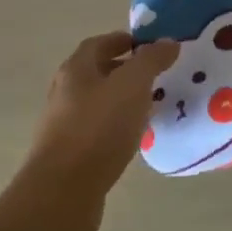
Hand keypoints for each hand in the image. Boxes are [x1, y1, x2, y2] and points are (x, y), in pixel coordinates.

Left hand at [24, 32, 178, 206]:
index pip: (99, 43)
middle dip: (126, 70)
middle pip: (97, 72)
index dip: (125, 40)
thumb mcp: (132, 85)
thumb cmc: (99, 128)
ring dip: (123, 99)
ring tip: (152, 106)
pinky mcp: (70, 152)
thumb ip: (151, 60)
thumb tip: (167, 41)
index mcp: (76, 69)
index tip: (152, 46)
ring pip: (98, 102)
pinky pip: (98, 129)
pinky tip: (135, 137)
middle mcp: (65, 91)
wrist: (64, 190)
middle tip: (158, 75)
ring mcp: (64, 123)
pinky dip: (117, 125)